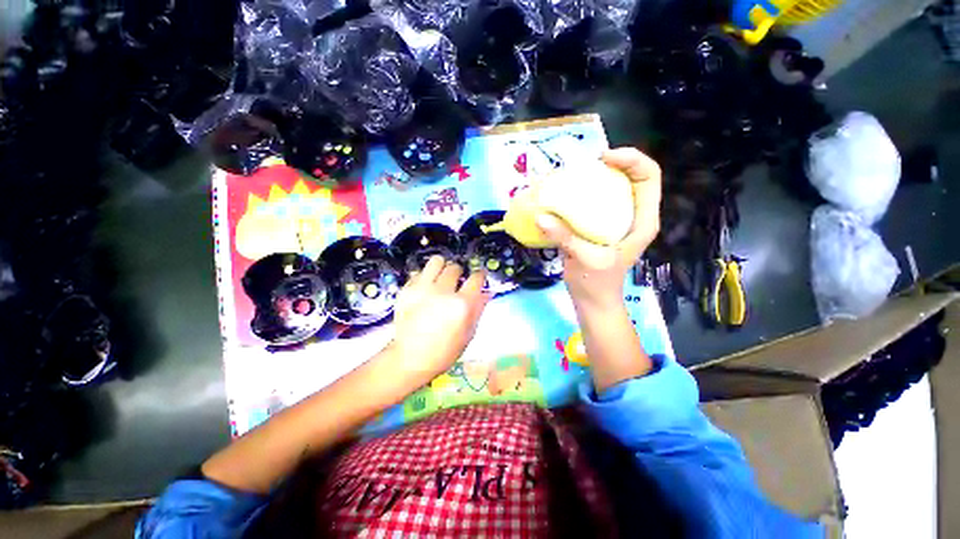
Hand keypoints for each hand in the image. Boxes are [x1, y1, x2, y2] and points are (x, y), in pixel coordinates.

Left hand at [385, 256, 489, 391]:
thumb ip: (478, 309)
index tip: (479, 276)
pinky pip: (419, 272)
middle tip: (457, 282)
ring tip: (441, 278)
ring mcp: (422, 289)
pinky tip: (426, 289)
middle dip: (459, 273)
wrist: (410, 359)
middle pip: (455, 267)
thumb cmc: (445, 351)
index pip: (476, 277)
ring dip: (442, 267)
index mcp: (462, 304)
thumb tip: (487, 292)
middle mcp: (443, 292)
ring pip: (436, 261)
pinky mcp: (406, 290)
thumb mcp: (469, 334)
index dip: (480, 275)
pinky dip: (425, 278)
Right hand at [536, 147, 661, 309]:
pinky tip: (567, 195)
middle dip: (611, 165)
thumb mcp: (584, 259)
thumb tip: (540, 217)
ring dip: (596, 178)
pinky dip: (584, 194)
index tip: (602, 159)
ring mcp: (617, 221)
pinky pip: (597, 202)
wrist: (593, 302)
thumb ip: (565, 237)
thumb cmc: (597, 284)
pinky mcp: (601, 226)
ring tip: (574, 175)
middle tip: (584, 165)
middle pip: (631, 177)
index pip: (649, 177)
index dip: (631, 160)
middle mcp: (633, 215)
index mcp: (642, 221)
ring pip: (613, 188)